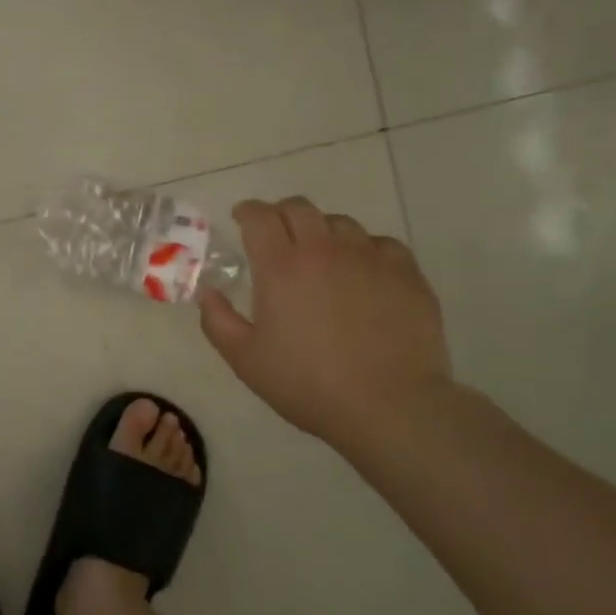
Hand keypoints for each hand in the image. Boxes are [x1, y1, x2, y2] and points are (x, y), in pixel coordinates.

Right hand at [199, 196, 453, 447]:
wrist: (389, 406)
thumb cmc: (307, 384)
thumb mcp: (245, 359)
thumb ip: (218, 320)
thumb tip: (208, 292)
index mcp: (280, 267)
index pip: (259, 216)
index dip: (247, 211)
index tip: (241, 218)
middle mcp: (323, 250)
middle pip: (299, 208)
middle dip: (281, 213)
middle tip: (276, 233)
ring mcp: (369, 258)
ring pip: (341, 223)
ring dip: (322, 231)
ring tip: (321, 255)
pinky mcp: (407, 274)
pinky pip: (382, 244)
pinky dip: (365, 250)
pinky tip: (363, 272)